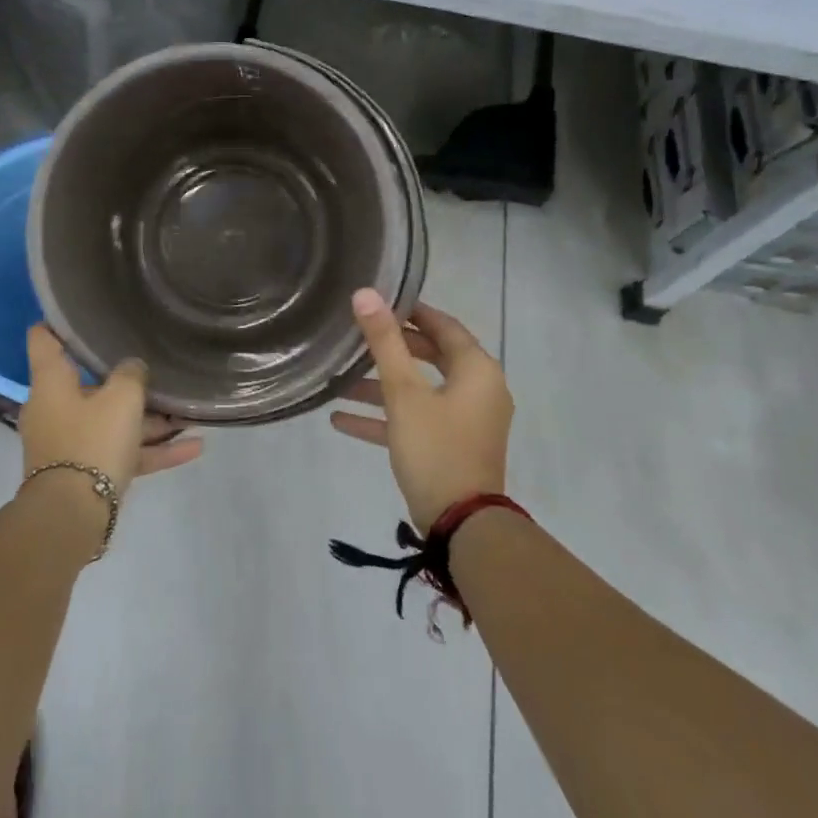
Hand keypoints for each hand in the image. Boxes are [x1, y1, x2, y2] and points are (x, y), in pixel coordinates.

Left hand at [20, 325, 203, 497]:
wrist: (73, 515)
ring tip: (188, 412)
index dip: (61, 322)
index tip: (85, 313)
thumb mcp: (122, 397)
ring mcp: (71, 442)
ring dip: (149, 419)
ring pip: (113, 421)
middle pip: (91, 384)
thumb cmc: (92, 440)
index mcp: (52, 382)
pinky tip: (194, 447)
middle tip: (156, 365)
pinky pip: (124, 452)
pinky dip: (153, 449)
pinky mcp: (88, 471)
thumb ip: (132, 373)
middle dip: (126, 379)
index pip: (44, 339)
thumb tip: (132, 368)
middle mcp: (56, 408)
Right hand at [331, 290, 512, 532]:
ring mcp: (466, 420)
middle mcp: (478, 390)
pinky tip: (340, 420)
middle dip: (392, 350)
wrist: (461, 524)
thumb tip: (366, 294)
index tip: (381, 302)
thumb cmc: (435, 447)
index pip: (444, 326)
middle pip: (432, 357)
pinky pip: (417, 420)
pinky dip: (386, 418)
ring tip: (339, 381)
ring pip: (420, 391)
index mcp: (476, 369)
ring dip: (381, 387)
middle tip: (358, 337)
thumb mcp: (404, 393)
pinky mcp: (452, 446)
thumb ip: (385, 343)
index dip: (413, 312)